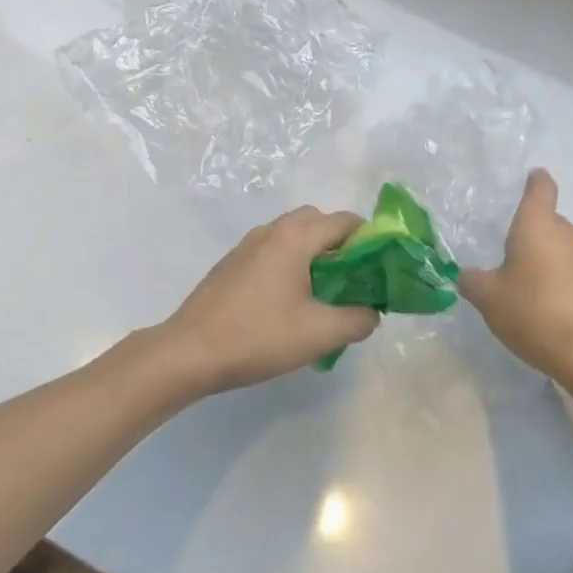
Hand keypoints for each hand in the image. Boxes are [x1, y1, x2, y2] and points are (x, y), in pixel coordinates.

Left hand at [150, 207, 381, 395]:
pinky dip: (291, 263)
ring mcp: (247, 245)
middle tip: (354, 280)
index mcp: (295, 237)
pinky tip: (290, 302)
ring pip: (292, 236)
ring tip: (324, 294)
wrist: (190, 351)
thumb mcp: (320, 334)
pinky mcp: (232, 264)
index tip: (382, 269)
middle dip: (341, 244)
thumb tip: (372, 311)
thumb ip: (358, 319)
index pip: (345, 221)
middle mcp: (271, 231)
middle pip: (317, 221)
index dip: (370, 240)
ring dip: (314, 254)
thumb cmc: (258, 336)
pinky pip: (273, 251)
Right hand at [460, 170, 572, 386]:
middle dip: (535, 234)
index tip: (532, 177)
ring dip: (553, 261)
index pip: (540, 189)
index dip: (535, 182)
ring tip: (535, 289)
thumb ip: (472, 281)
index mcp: (537, 227)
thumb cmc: (534, 314)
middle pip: (551, 223)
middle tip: (514, 257)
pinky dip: (570, 283)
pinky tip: (560, 310)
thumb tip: (467, 275)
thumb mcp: (488, 299)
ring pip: (567, 249)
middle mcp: (569, 234)